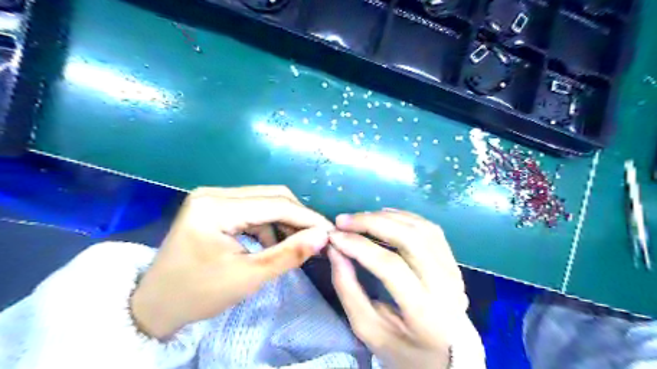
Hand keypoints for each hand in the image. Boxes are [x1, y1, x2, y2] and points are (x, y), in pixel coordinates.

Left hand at [130, 186, 334, 337]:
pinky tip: (276, 241)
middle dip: (298, 217)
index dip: (307, 217)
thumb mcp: (249, 277)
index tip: (331, 231)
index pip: (275, 204)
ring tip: (299, 242)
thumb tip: (323, 236)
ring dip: (285, 220)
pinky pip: (253, 207)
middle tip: (318, 237)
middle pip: (271, 196)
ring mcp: (213, 197)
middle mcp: (214, 193)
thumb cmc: (199, 294)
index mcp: (215, 208)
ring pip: (264, 200)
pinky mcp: (215, 205)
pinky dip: (270, 223)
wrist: (157, 304)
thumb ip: (289, 254)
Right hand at [328, 209, 466, 366]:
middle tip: (343, 221)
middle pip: (409, 239)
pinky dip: (404, 217)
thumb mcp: (368, 328)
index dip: (359, 246)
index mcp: (426, 313)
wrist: (446, 356)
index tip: (334, 236)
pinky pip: (429, 229)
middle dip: (371, 223)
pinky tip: (383, 217)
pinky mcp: (453, 262)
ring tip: (359, 218)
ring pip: (420, 228)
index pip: (391, 266)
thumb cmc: (403, 349)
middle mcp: (446, 286)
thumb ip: (348, 288)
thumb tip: (335, 248)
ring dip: (386, 217)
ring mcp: (453, 271)